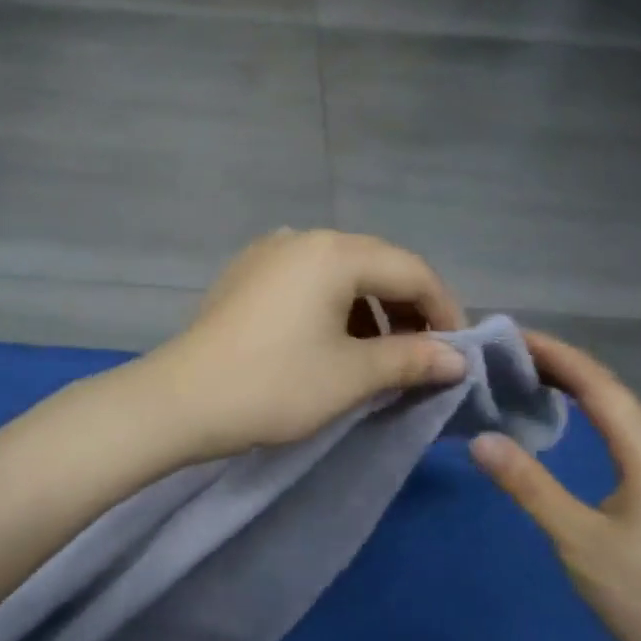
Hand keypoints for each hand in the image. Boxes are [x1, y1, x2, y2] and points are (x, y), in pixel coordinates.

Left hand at [148, 229, 468, 460]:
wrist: (180, 401)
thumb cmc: (274, 385)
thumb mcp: (352, 375)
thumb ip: (412, 358)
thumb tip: (457, 358)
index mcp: (334, 252)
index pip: (411, 271)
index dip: (445, 310)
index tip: (461, 353)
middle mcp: (302, 239)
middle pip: (376, 265)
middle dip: (409, 308)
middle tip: (427, 354)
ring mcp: (268, 253)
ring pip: (340, 273)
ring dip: (371, 309)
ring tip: (384, 353)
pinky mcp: (245, 275)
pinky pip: (307, 281)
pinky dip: (334, 307)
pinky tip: (335, 341)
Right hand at [469, 332, 640, 640]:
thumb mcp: (580, 542)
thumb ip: (531, 487)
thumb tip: (481, 439)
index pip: (600, 387)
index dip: (557, 355)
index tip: (510, 337)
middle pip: (609, 391)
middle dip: (561, 362)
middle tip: (505, 351)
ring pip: (613, 412)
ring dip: (572, 384)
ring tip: (523, 373)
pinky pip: (612, 435)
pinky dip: (581, 413)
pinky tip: (557, 420)